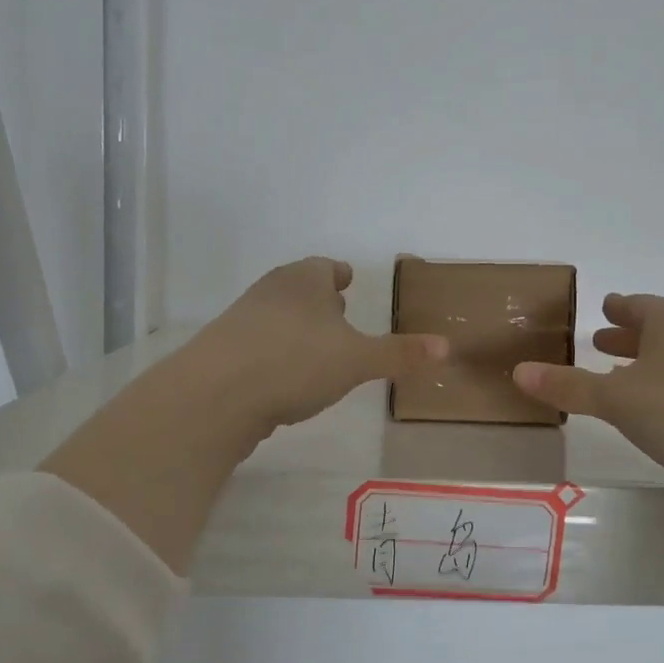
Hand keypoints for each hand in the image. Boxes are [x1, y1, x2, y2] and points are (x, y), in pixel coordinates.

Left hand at [187, 257, 447, 432]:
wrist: (216, 395)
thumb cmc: (295, 362)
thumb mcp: (357, 361)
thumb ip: (400, 354)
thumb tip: (447, 347)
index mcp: (303, 280)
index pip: (324, 267)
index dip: (338, 274)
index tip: (347, 279)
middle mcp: (269, 291)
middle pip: (299, 288)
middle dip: (319, 300)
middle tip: (339, 313)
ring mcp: (241, 320)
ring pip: (278, 316)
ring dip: (297, 328)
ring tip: (316, 349)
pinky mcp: (223, 352)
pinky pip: (259, 345)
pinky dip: (276, 353)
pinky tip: (285, 378)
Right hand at [512, 293, 663, 499]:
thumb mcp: (616, 397)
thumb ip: (568, 385)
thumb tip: (518, 371)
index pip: (641, 306)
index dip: (619, 307)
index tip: (602, 306)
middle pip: (660, 332)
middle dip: (629, 337)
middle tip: (599, 340)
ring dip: (646, 368)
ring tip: (617, 377)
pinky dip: (662, 395)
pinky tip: (650, 415)